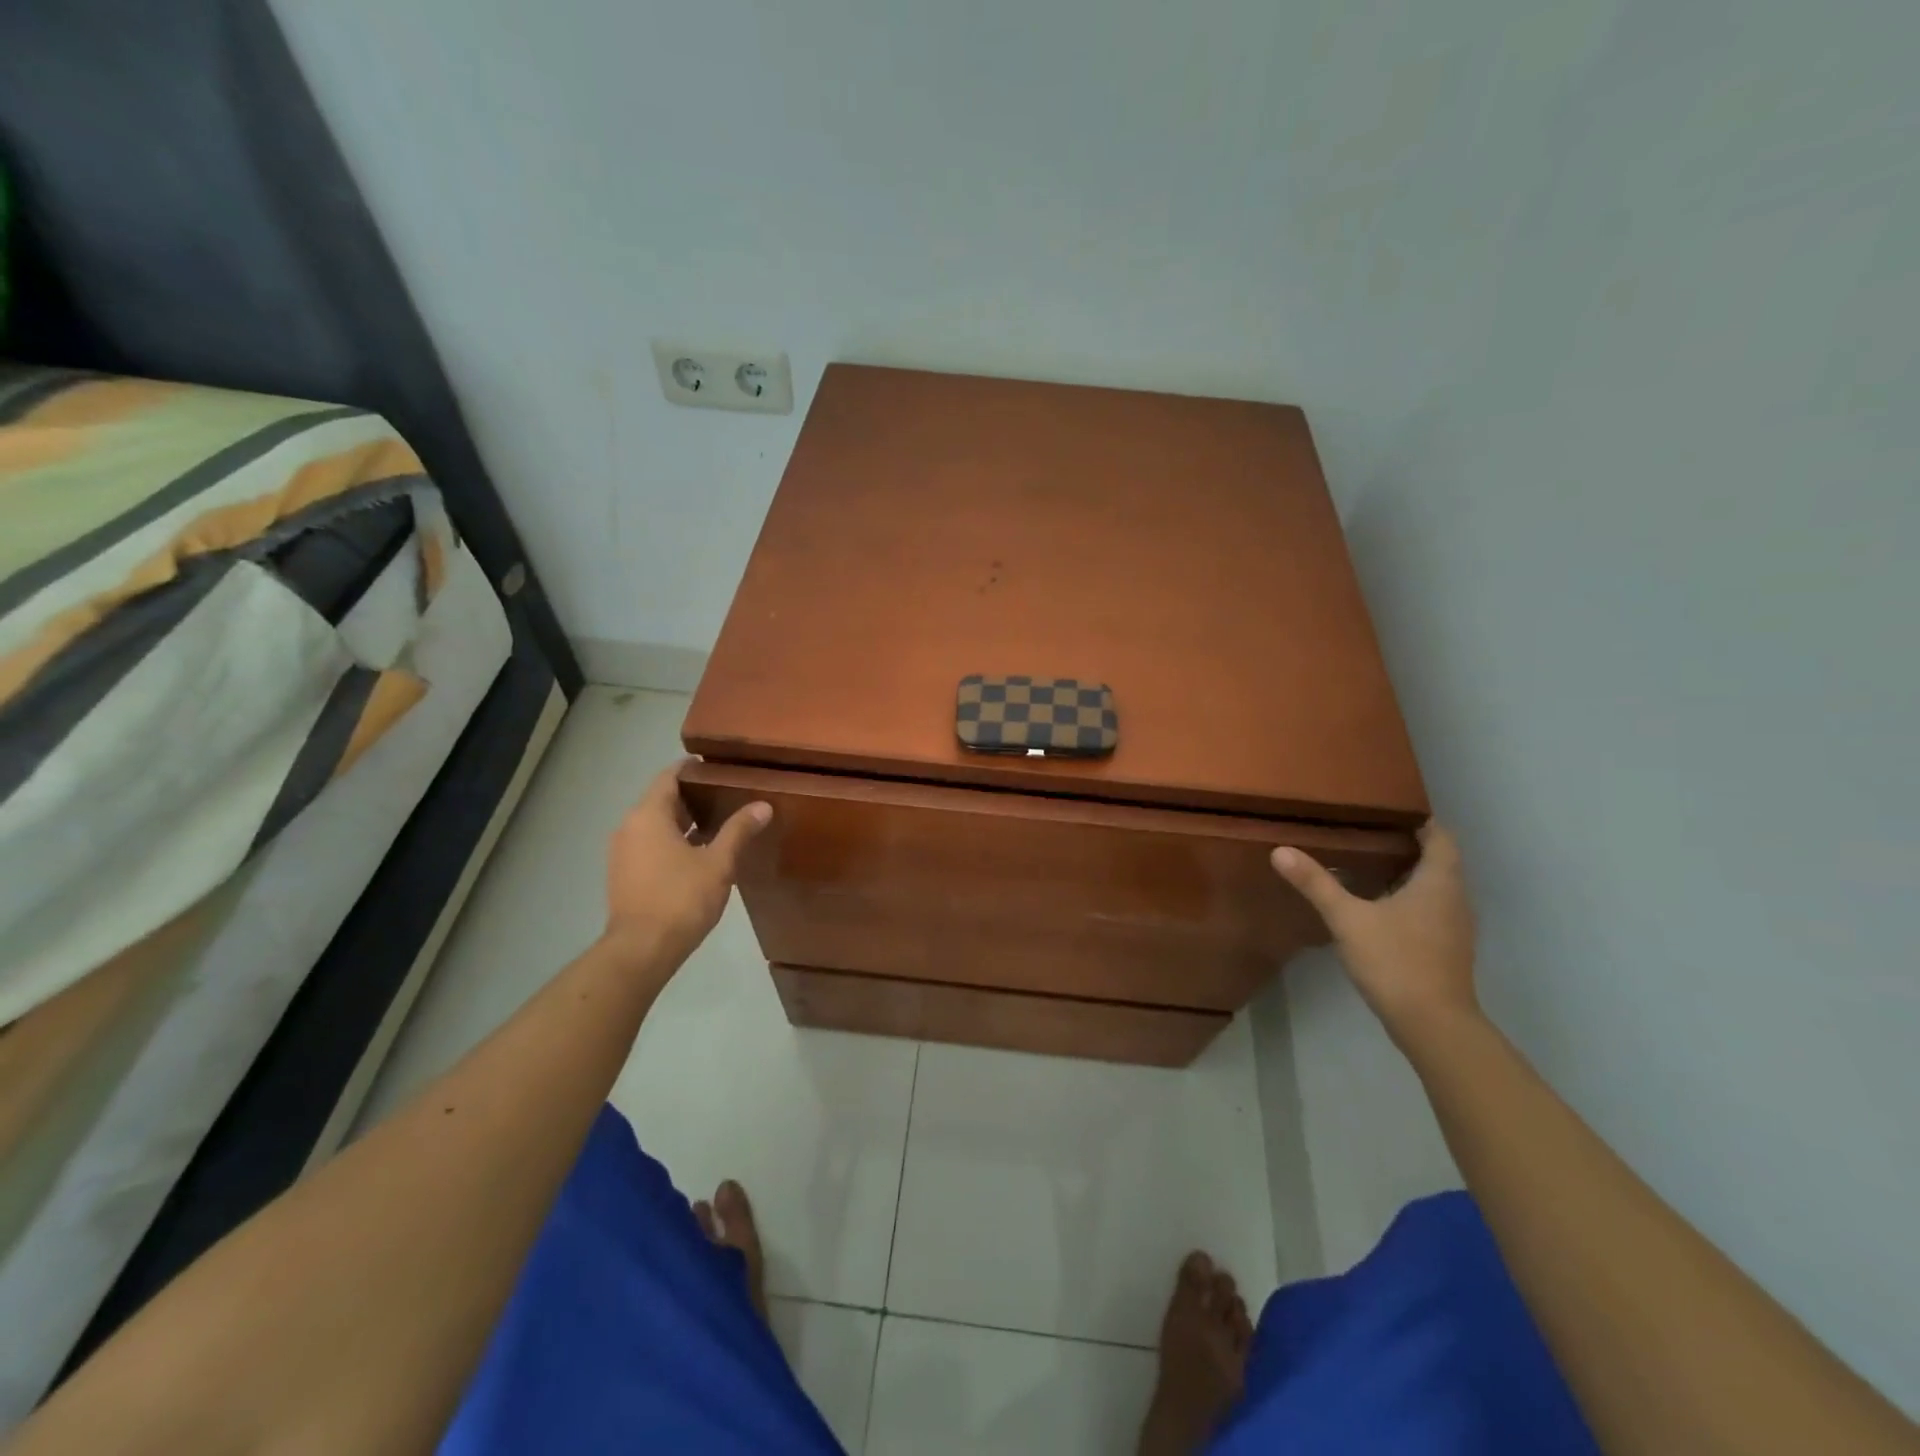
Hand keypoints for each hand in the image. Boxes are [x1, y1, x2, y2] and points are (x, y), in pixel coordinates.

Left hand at [605, 762, 770, 971]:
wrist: (641, 950)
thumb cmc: (681, 898)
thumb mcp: (718, 863)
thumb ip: (739, 830)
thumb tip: (763, 805)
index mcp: (648, 815)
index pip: (669, 776)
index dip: (693, 769)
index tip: (720, 768)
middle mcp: (629, 827)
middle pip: (662, 799)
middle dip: (694, 796)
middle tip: (729, 795)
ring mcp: (623, 852)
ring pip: (656, 824)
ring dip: (685, 821)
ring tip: (720, 823)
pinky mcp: (625, 874)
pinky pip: (650, 845)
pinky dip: (673, 841)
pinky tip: (700, 853)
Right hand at [1271, 822, 1479, 1044]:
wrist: (1433, 1024)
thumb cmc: (1396, 960)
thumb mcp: (1348, 918)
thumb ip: (1316, 883)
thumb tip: (1280, 850)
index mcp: (1439, 882)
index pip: (1441, 836)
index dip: (1420, 820)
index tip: (1388, 809)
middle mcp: (1455, 898)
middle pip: (1439, 860)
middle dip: (1408, 844)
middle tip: (1367, 831)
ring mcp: (1454, 926)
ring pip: (1436, 886)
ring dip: (1409, 872)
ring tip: (1368, 861)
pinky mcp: (1446, 948)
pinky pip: (1431, 908)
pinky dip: (1410, 897)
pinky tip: (1378, 904)